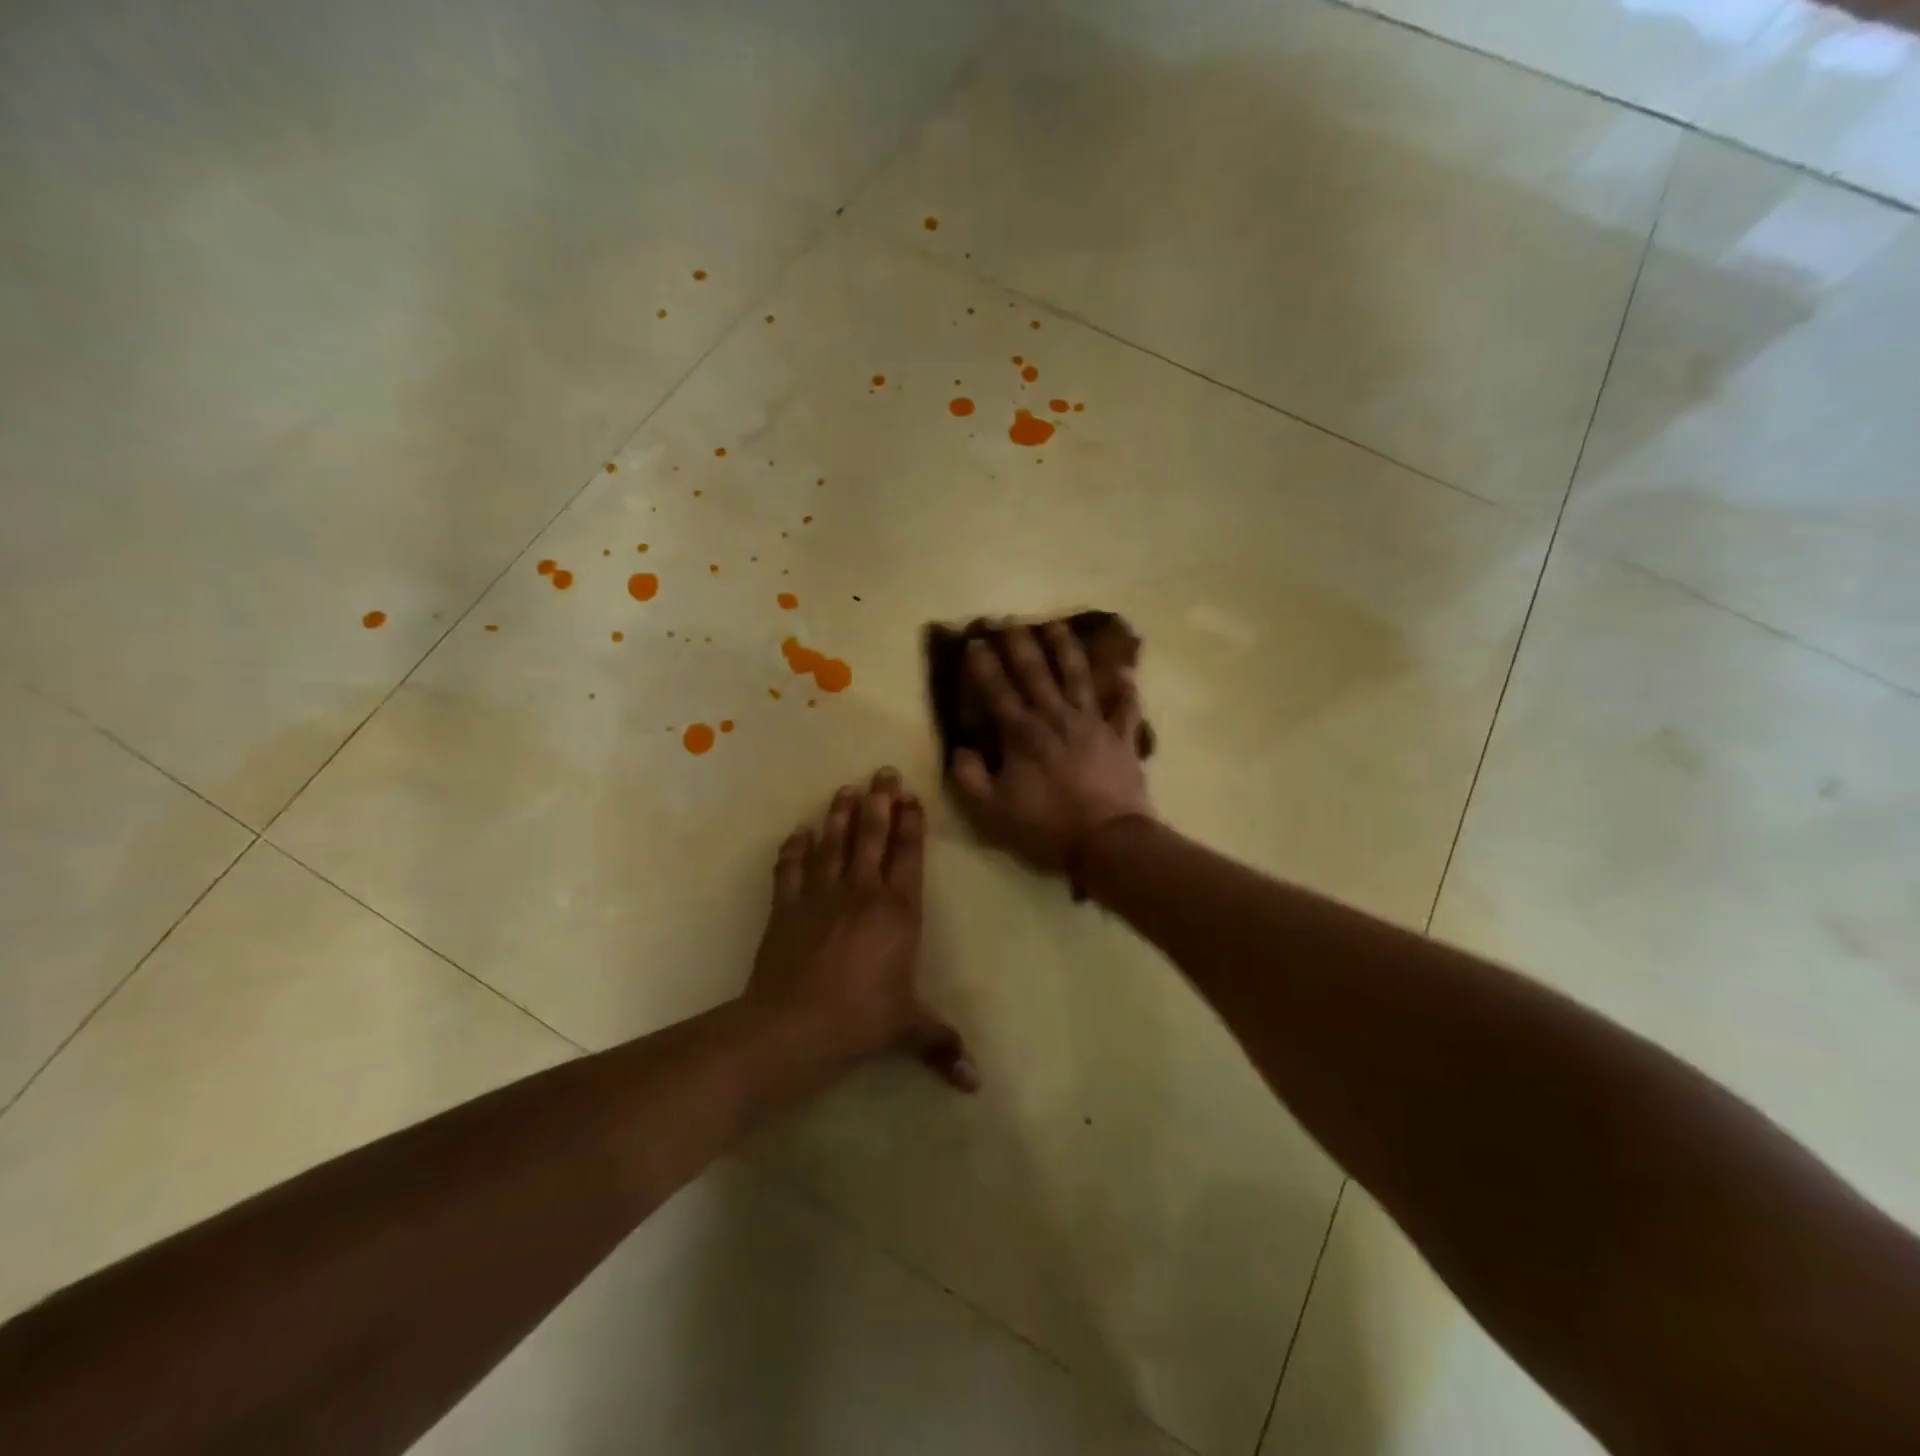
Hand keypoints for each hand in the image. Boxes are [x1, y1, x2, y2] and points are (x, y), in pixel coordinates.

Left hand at [747, 768, 976, 1090]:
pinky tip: (798, 832)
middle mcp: (862, 893)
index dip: (910, 824)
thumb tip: (975, 1083)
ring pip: (833, 844)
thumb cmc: (861, 1021)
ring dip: (839, 815)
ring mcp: (820, 896)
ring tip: (845, 789)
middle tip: (881, 772)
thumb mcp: (907, 1030)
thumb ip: (940, 1044)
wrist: (793, 1026)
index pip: (908, 856)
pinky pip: (790, 869)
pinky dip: (794, 849)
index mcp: (898, 912)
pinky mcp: (786, 907)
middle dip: (879, 802)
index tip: (910, 796)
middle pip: (871, 837)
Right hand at [949, 623, 1153, 874]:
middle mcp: (1056, 718)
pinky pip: (1125, 708)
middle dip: (1021, 645)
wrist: (1107, 841)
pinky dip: (1126, 690)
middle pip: (1036, 673)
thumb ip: (970, 778)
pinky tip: (1125, 672)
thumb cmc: (1046, 826)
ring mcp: (1093, 724)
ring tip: (1057, 626)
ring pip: (1078, 677)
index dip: (984, 666)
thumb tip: (960, 750)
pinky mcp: (1121, 737)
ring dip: (1067, 650)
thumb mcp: (993, 811)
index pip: (998, 691)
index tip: (975, 641)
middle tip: (1010, 620)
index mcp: (1023, 734)